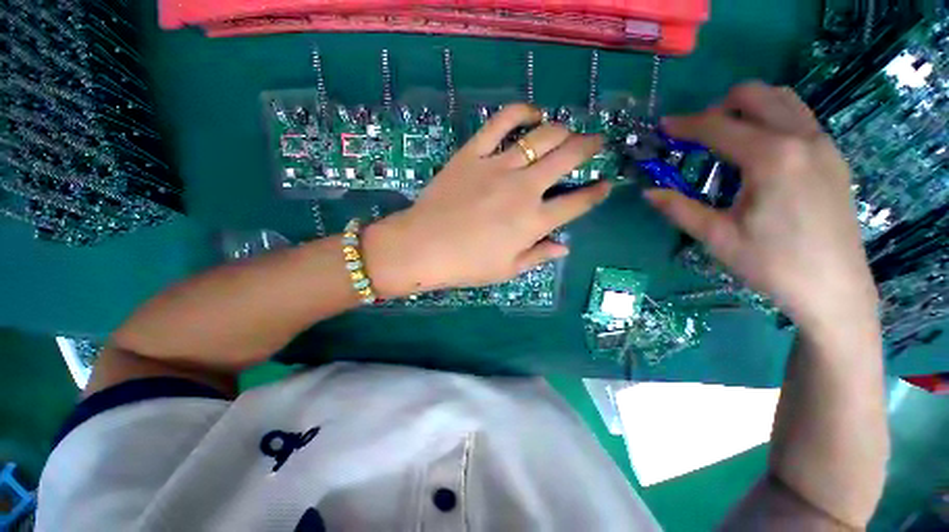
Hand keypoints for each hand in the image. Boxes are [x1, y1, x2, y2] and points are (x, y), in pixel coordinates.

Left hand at [364, 103, 610, 296]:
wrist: (422, 248)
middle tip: (596, 143)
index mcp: (534, 221)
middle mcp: (524, 189)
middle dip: (589, 147)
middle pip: (568, 158)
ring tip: (567, 131)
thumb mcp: (507, 270)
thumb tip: (564, 246)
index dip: (596, 192)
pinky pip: (500, 122)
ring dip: (562, 130)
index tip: (605, 184)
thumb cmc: (466, 265)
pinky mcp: (473, 153)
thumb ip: (539, 256)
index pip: (577, 203)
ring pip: (542, 136)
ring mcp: (498, 166)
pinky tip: (532, 113)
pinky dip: (521, 112)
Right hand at [645, 82, 877, 330]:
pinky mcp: (834, 158)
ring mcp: (824, 145)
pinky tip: (759, 154)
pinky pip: (799, 119)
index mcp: (771, 158)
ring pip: (783, 100)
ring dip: (749, 109)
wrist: (835, 289)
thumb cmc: (773, 264)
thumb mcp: (717, 237)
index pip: (718, 126)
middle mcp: (802, 139)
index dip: (685, 124)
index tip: (663, 126)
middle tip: (698, 135)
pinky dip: (772, 121)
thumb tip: (648, 192)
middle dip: (720, 107)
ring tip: (728, 138)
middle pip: (757, 95)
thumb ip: (680, 209)